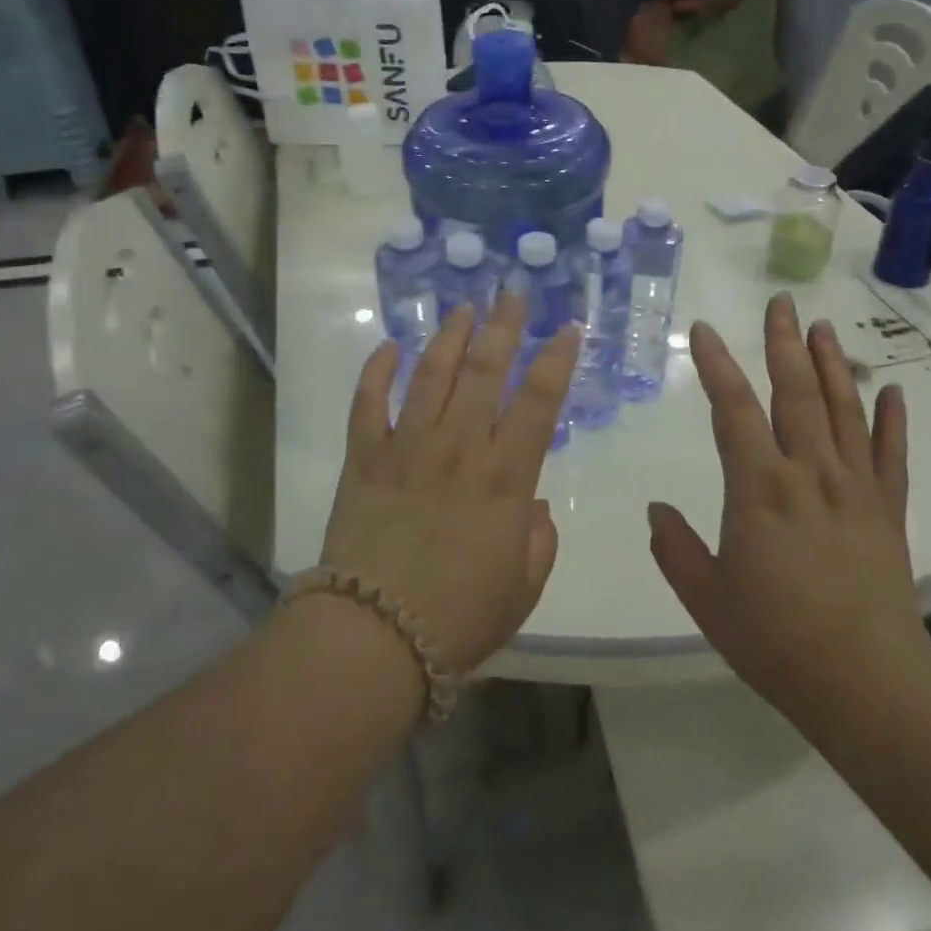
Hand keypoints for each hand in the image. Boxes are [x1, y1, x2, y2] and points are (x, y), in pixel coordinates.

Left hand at [321, 292, 578, 675]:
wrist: (374, 637)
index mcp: (504, 477)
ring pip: (431, 374)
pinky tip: (388, 346)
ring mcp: (406, 447)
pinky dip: (376, 371)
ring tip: (462, 308)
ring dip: (449, 337)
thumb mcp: (522, 587)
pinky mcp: (363, 458)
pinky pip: (367, 403)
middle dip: (503, 326)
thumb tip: (532, 506)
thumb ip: (537, 540)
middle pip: (486, 371)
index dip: (556, 360)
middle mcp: (458, 447)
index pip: (538, 402)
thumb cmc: (459, 618)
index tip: (567, 328)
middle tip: (510, 293)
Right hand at [649, 293, 930, 732]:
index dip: (717, 365)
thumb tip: (656, 511)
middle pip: (795, 393)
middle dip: (784, 343)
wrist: (865, 683)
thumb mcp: (706, 596)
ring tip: (823, 327)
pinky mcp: (888, 511)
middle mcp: (809, 472)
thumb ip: (675, 548)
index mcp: (759, 486)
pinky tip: (891, 391)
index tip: (706, 330)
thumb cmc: (774, 639)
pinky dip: (892, 420)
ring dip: (831, 365)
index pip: (733, 409)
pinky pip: (890, 455)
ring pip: (843, 411)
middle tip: (781, 302)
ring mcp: (855, 488)